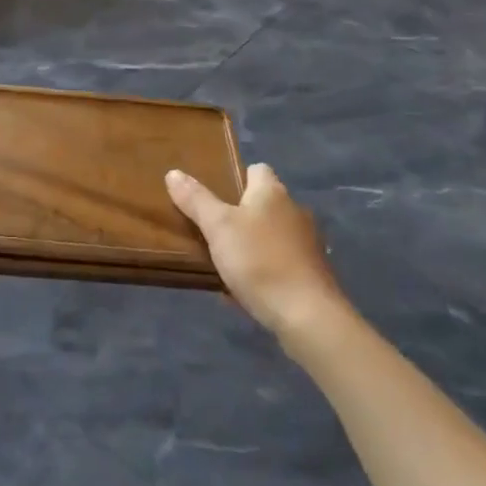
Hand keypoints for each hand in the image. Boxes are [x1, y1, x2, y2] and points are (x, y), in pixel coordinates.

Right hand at [165, 163, 346, 338]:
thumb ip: (196, 200)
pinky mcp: (311, 273)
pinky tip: (246, 287)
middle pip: (263, 203)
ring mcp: (307, 243)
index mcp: (272, 192)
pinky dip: (264, 268)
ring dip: (252, 243)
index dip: (236, 177)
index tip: (214, 194)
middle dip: (240, 213)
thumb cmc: (259, 261)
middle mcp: (294, 211)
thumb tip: (173, 172)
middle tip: (211, 228)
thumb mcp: (218, 227)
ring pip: (271, 234)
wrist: (307, 316)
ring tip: (224, 260)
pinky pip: (280, 262)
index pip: (256, 169)